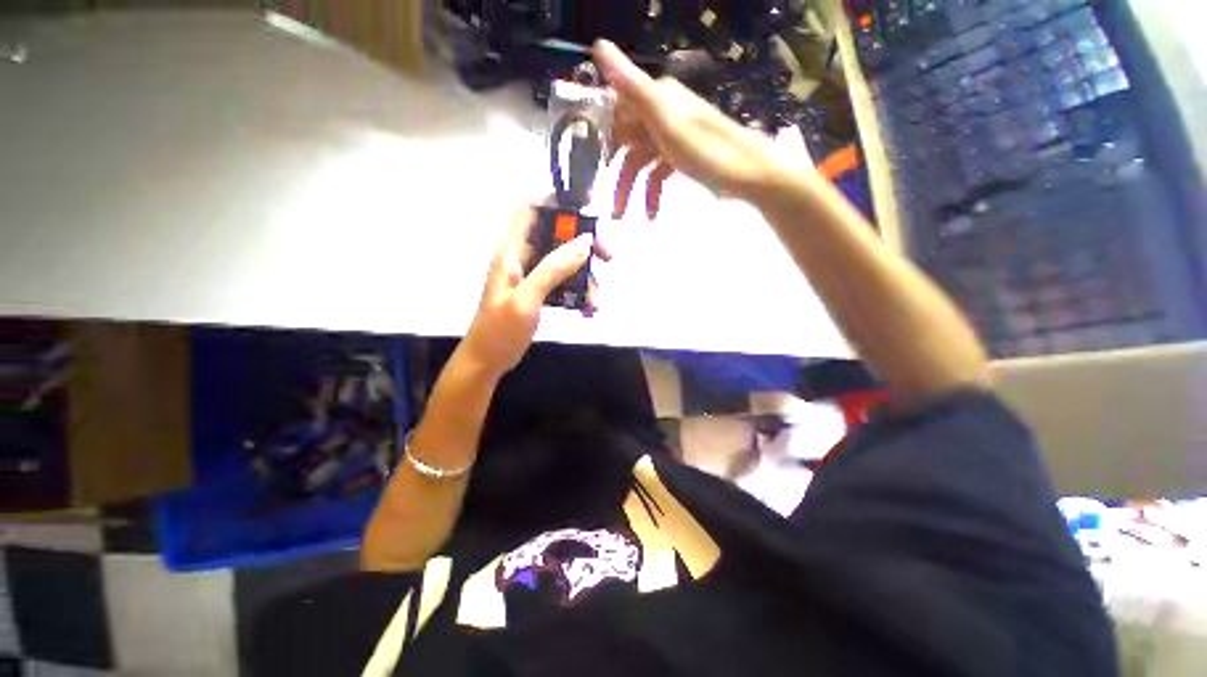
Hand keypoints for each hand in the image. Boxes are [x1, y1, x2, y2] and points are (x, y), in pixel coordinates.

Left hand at [461, 206, 609, 377]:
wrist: (487, 362)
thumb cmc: (500, 330)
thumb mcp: (527, 298)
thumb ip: (553, 268)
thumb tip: (585, 241)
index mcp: (511, 252)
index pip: (531, 211)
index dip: (556, 202)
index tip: (586, 208)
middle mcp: (522, 258)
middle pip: (557, 236)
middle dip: (584, 245)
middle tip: (607, 257)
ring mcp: (532, 277)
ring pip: (565, 263)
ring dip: (585, 279)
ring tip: (596, 303)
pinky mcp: (539, 293)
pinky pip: (564, 285)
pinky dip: (578, 295)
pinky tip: (588, 311)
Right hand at [592, 39, 784, 219]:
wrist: (746, 171)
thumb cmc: (703, 147)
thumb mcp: (663, 116)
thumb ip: (631, 85)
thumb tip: (597, 45)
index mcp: (656, 98)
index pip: (616, 112)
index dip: (602, 138)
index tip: (589, 165)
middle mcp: (661, 113)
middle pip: (628, 144)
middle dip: (618, 175)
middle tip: (609, 203)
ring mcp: (671, 138)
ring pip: (641, 164)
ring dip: (632, 191)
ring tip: (624, 215)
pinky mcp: (681, 158)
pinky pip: (658, 175)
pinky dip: (653, 194)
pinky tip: (651, 214)